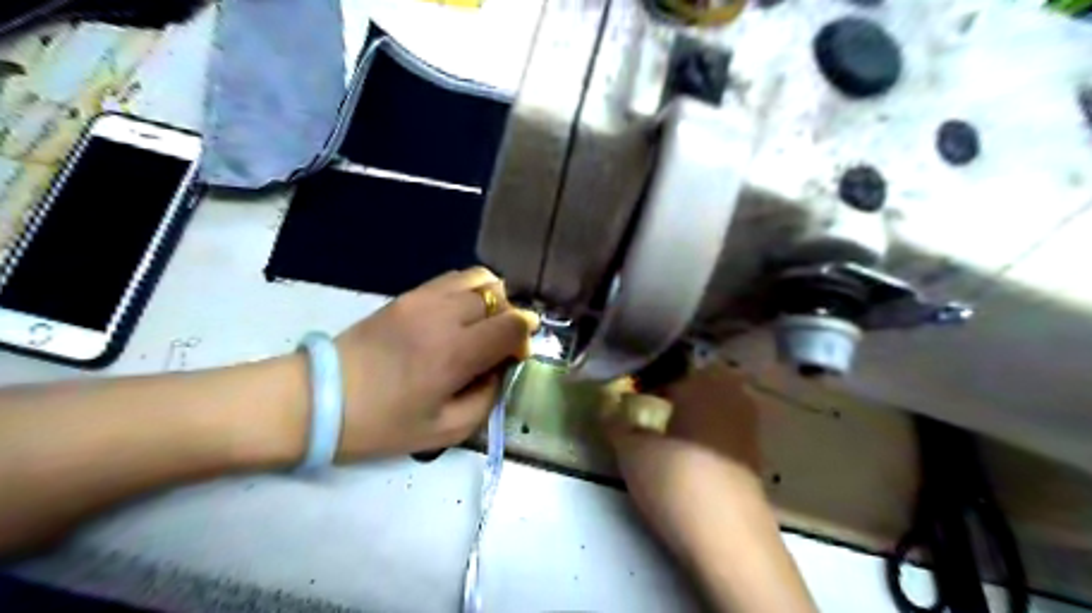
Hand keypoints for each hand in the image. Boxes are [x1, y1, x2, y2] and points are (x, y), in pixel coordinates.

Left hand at [332, 268, 535, 458]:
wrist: (319, 399)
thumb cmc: (382, 424)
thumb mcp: (446, 431)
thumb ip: (487, 398)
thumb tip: (499, 369)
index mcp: (456, 353)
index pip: (513, 324)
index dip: (524, 337)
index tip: (514, 357)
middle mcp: (444, 315)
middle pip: (499, 297)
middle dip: (509, 319)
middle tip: (497, 345)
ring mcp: (424, 299)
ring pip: (479, 278)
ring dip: (491, 299)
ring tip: (481, 325)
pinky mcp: (407, 294)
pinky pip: (453, 278)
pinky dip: (469, 290)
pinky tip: (459, 314)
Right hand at [601, 361, 761, 556]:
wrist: (730, 539)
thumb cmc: (677, 482)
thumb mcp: (632, 452)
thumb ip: (616, 423)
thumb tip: (604, 404)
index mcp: (703, 385)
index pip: (675, 366)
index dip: (651, 374)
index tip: (634, 388)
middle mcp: (731, 398)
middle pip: (703, 379)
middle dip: (679, 386)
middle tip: (653, 402)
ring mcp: (748, 428)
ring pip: (719, 403)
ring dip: (696, 408)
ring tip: (670, 427)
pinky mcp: (755, 457)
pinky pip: (728, 428)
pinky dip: (710, 431)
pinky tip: (692, 452)